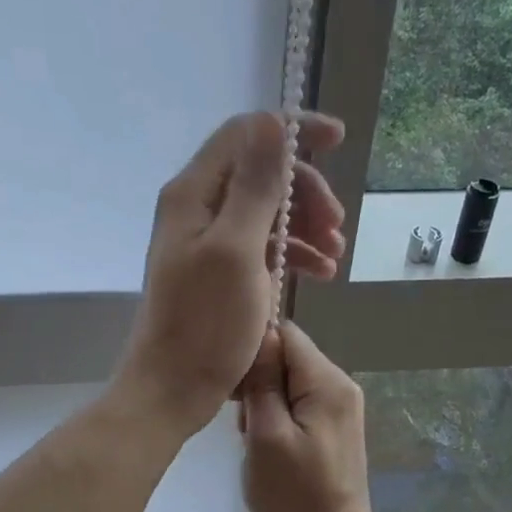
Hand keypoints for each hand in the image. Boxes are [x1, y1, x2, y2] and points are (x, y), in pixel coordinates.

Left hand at [114, 111, 345, 436]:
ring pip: (266, 213)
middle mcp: (197, 209)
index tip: (339, 141)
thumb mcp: (236, 250)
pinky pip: (261, 248)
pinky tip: (320, 274)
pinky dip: (292, 255)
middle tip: (338, 226)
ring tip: (336, 257)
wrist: (172, 389)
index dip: (293, 131)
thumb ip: (255, 186)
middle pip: (260, 175)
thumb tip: (272, 122)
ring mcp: (207, 244)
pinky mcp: (218, 275)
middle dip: (306, 193)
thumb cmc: (205, 325)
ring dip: (305, 227)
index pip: (246, 135)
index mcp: (194, 194)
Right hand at [239, 320, 381, 511]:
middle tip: (245, 426)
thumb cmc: (293, 497)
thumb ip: (262, 381)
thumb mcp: (266, 436)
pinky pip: (297, 407)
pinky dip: (277, 421)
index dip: (252, 353)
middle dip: (258, 384)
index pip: (284, 334)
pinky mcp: (333, 431)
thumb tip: (258, 335)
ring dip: (264, 406)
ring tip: (255, 443)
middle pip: (287, 358)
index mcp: (328, 382)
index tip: (234, 390)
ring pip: (288, 385)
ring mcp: (340, 410)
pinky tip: (269, 450)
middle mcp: (341, 386)